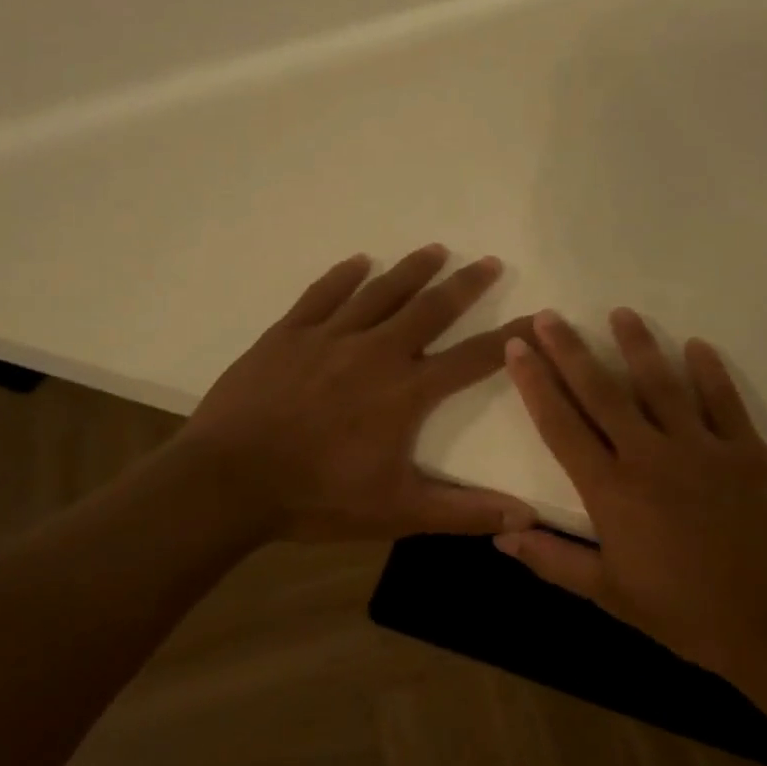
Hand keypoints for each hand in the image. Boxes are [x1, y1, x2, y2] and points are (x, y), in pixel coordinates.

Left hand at [170, 244, 537, 541]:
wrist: (228, 481)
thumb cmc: (317, 497)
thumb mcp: (396, 512)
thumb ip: (462, 512)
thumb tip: (525, 516)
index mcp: (405, 391)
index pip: (473, 358)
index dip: (512, 338)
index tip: (538, 317)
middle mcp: (375, 351)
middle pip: (430, 308)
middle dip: (464, 285)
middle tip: (488, 261)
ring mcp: (328, 337)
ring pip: (379, 292)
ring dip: (411, 269)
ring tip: (436, 249)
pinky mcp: (288, 334)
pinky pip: (322, 295)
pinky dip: (343, 276)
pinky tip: (358, 262)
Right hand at [497, 309, 766, 691]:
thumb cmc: (689, 616)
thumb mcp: (611, 597)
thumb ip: (554, 562)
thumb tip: (501, 538)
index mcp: (612, 491)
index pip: (561, 426)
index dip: (535, 384)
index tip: (518, 346)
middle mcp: (650, 457)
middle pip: (602, 392)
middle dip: (571, 351)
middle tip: (551, 316)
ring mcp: (703, 449)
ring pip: (662, 384)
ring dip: (638, 345)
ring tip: (621, 313)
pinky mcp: (750, 452)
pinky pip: (725, 401)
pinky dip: (709, 371)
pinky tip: (697, 345)